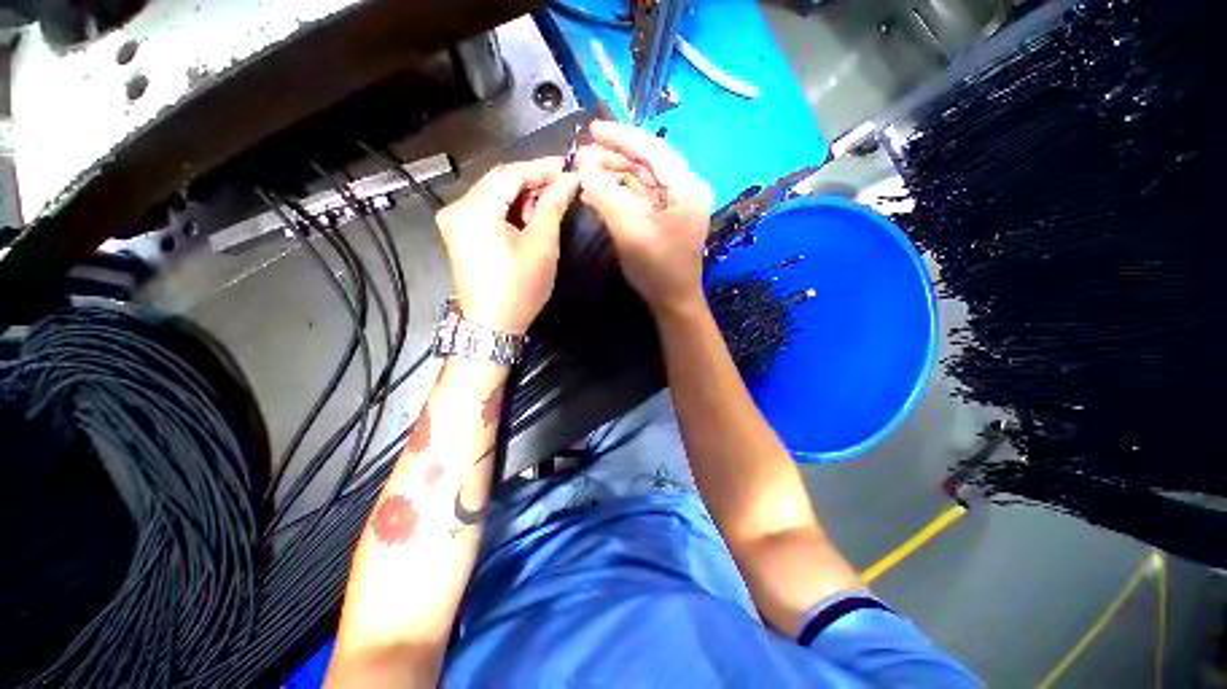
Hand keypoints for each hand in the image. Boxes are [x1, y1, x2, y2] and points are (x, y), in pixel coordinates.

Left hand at [435, 158, 579, 333]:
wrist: (492, 327)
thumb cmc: (519, 289)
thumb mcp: (541, 246)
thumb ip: (553, 206)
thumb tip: (570, 180)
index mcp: (474, 209)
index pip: (511, 173)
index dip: (543, 167)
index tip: (569, 166)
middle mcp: (457, 208)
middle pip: (500, 181)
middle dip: (534, 181)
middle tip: (564, 186)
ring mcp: (455, 222)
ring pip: (495, 196)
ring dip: (523, 196)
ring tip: (551, 204)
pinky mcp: (460, 235)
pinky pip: (488, 211)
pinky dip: (511, 211)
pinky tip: (530, 218)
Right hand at [577, 120, 713, 315]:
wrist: (672, 302)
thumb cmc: (657, 270)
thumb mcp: (630, 232)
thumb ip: (607, 197)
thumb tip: (585, 169)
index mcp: (687, 189)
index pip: (654, 150)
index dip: (623, 137)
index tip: (593, 129)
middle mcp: (684, 190)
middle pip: (646, 163)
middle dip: (614, 158)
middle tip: (581, 157)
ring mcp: (674, 204)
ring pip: (640, 179)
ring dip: (613, 174)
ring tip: (584, 172)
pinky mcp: (663, 217)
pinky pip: (638, 197)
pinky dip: (618, 193)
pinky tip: (596, 192)